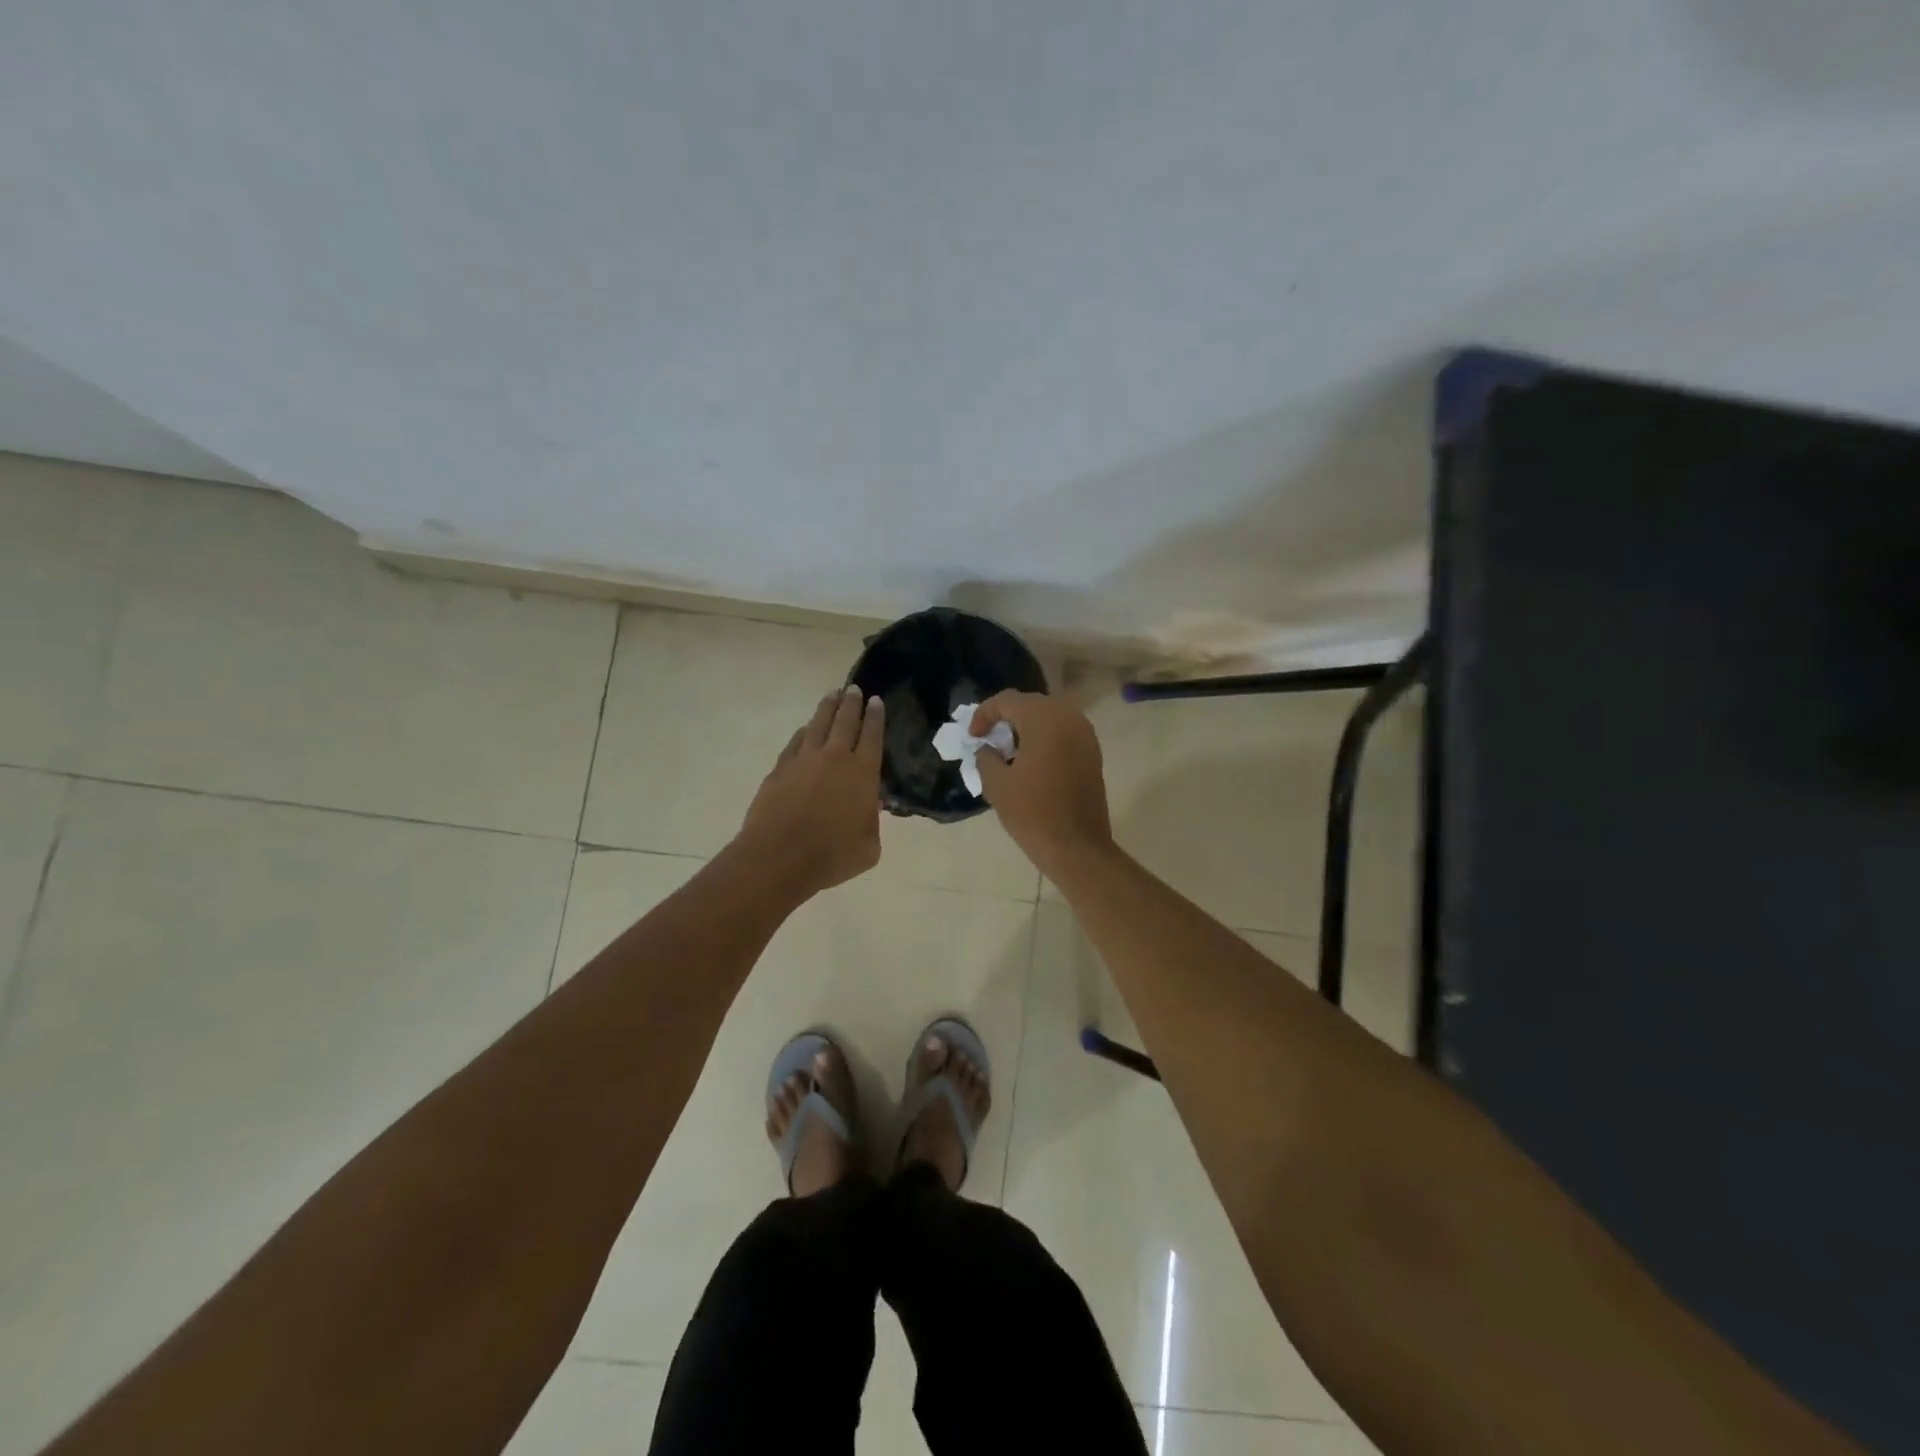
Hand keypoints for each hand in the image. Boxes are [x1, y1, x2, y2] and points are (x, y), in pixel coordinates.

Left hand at [736, 686, 885, 896]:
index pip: (872, 735)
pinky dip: (804, 732)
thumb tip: (870, 807)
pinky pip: (796, 741)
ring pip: (818, 724)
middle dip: (852, 703)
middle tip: (854, 689)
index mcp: (863, 773)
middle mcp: (835, 757)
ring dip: (827, 708)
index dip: (876, 716)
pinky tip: (806, 729)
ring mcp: (804, 760)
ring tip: (832, 695)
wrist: (779, 857)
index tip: (876, 700)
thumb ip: (873, 823)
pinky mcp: (780, 768)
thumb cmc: (832, 856)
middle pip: (845, 721)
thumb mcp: (869, 847)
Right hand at [970, 691, 1113, 878]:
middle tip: (989, 738)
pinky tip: (1032, 760)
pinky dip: (1045, 737)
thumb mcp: (996, 784)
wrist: (1076, 846)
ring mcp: (1085, 734)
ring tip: (1009, 749)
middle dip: (1007, 717)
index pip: (1008, 701)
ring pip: (1050, 716)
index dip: (985, 714)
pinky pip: (1064, 731)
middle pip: (1031, 704)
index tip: (973, 736)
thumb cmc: (1032, 813)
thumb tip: (988, 748)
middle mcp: (1068, 717)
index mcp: (1043, 719)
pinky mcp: (1092, 752)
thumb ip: (986, 757)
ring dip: (1027, 726)